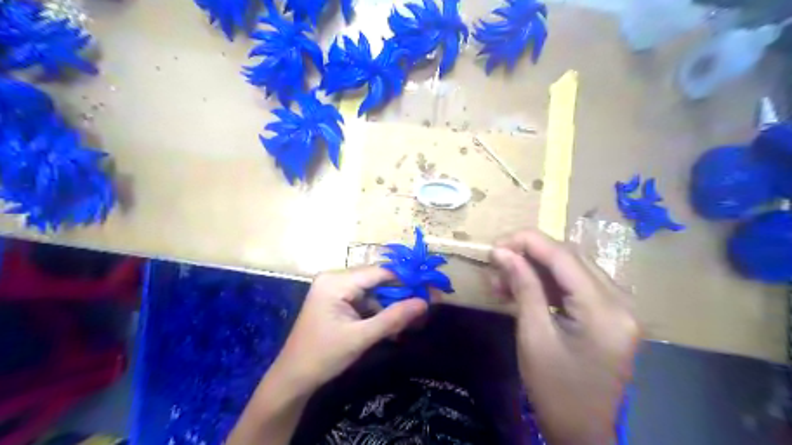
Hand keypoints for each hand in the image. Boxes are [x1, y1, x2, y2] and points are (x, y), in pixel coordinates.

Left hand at [270, 267, 430, 391]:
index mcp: (336, 282)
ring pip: (373, 291)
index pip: (379, 272)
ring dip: (391, 307)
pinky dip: (379, 312)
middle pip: (377, 280)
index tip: (430, 289)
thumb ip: (393, 318)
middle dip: (400, 295)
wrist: (293, 378)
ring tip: (410, 322)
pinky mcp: (337, 301)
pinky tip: (391, 327)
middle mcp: (335, 278)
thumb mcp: (361, 338)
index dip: (406, 279)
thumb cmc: (323, 356)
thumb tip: (424, 303)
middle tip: (424, 306)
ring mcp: (335, 289)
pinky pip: (364, 300)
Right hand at [494, 230, 637, 443]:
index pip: (564, 256)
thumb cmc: (555, 389)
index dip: (527, 242)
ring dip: (535, 269)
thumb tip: (502, 252)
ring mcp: (618, 307)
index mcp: (605, 310)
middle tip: (495, 263)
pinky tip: (521, 289)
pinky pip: (575, 285)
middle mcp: (620, 301)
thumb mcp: (533, 335)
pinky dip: (546, 283)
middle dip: (528, 254)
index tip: (494, 245)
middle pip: (569, 258)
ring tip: (502, 280)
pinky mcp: (609, 314)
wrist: (582, 431)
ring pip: (570, 269)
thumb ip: (522, 287)